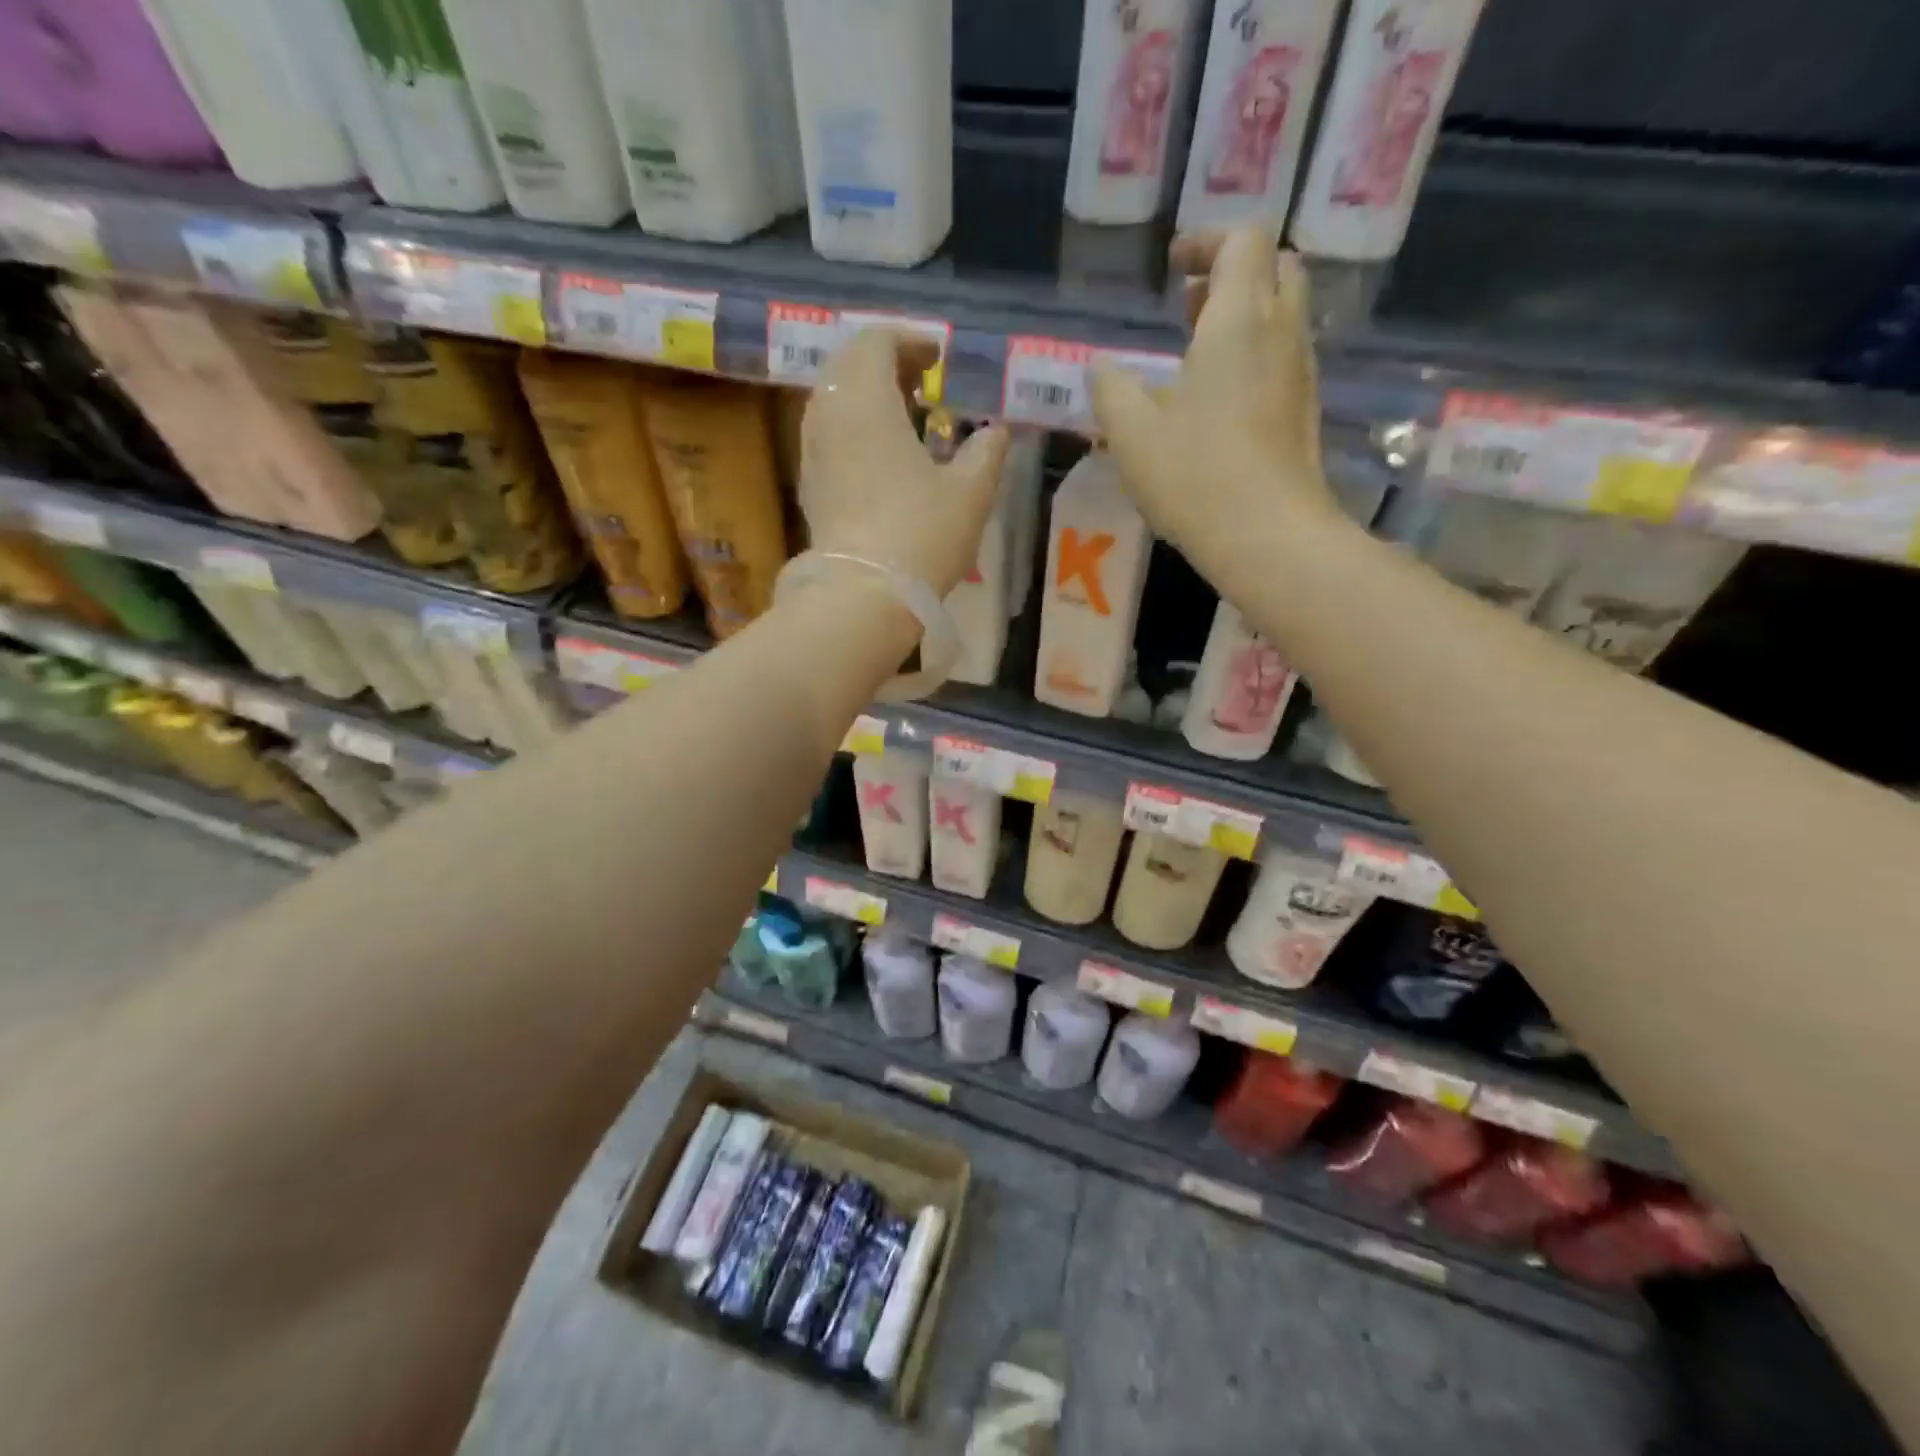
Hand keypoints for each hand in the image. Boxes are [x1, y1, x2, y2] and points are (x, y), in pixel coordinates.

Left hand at [800, 329, 1009, 597]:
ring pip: (835, 400)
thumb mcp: (970, 491)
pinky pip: (829, 435)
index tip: (940, 358)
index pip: (876, 341)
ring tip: (906, 417)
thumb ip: (986, 451)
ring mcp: (813, 452)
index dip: (910, 340)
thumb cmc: (921, 534)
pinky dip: (855, 428)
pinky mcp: (811, 486)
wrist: (863, 595)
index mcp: (866, 401)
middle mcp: (829, 416)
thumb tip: (996, 431)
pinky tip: (884, 456)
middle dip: (886, 364)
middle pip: (848, 365)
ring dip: (868, 396)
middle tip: (923, 382)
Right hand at [1089, 228, 1338, 578]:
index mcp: (1240, 318)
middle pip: (1275, 267)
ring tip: (1195, 356)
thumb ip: (1111, 389)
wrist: (1267, 535)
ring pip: (1282, 316)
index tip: (1173, 266)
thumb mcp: (1131, 432)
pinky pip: (1282, 358)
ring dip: (1243, 318)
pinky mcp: (1304, 412)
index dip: (1207, 240)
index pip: (1243, 239)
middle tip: (1188, 307)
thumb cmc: (1195, 474)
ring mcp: (1300, 374)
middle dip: (1232, 273)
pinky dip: (1253, 356)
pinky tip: (1217, 401)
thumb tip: (1102, 369)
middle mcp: (1282, 332)